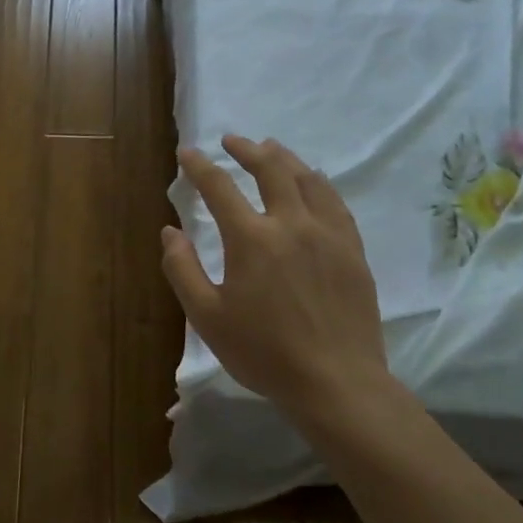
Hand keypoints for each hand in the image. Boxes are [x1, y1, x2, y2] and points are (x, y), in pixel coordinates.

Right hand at [161, 135, 398, 425]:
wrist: (336, 382)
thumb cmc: (263, 352)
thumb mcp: (207, 316)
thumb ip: (182, 269)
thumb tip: (170, 231)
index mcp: (252, 239)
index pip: (220, 188)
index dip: (199, 167)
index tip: (187, 153)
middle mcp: (292, 224)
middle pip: (271, 169)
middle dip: (247, 150)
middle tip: (232, 140)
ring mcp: (329, 235)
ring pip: (308, 179)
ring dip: (285, 158)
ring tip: (271, 148)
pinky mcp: (353, 251)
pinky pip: (335, 203)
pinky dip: (318, 183)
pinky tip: (314, 183)